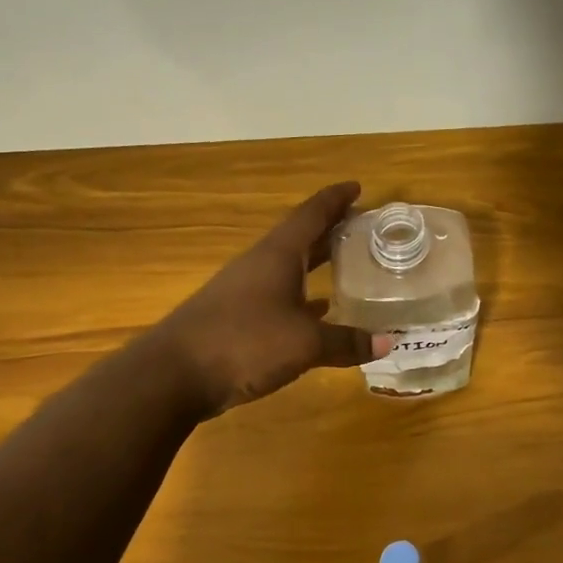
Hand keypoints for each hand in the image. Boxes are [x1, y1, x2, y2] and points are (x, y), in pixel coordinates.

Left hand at [150, 182, 391, 416]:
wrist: (175, 374)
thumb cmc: (244, 342)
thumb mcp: (304, 343)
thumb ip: (346, 342)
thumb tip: (387, 343)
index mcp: (278, 255)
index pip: (311, 215)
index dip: (335, 200)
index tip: (357, 188)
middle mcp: (261, 266)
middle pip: (301, 238)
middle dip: (331, 230)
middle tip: (363, 227)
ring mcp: (244, 292)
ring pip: (289, 269)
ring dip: (317, 265)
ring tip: (349, 267)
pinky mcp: (236, 319)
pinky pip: (279, 298)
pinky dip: (303, 300)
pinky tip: (319, 314)